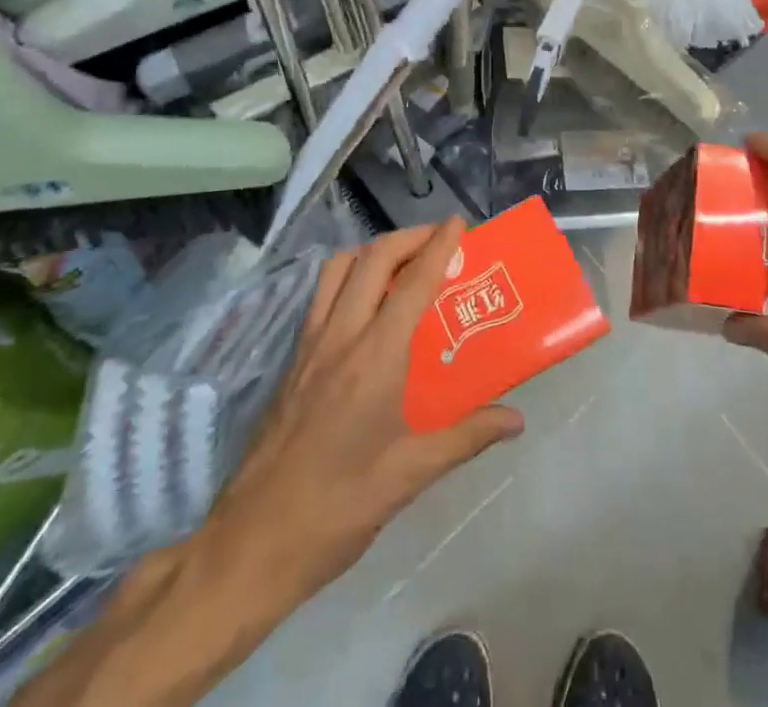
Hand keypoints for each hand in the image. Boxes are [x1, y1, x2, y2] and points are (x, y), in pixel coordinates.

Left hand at [197, 219, 525, 608]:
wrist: (251, 544)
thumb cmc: (337, 509)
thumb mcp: (410, 476)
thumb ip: (466, 438)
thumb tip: (517, 420)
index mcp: (374, 358)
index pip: (413, 283)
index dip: (438, 247)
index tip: (459, 223)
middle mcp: (340, 336)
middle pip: (373, 259)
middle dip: (409, 237)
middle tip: (439, 240)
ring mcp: (309, 345)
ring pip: (340, 268)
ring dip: (374, 251)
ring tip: (403, 264)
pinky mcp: (292, 359)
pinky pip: (322, 295)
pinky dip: (349, 276)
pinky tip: (366, 306)